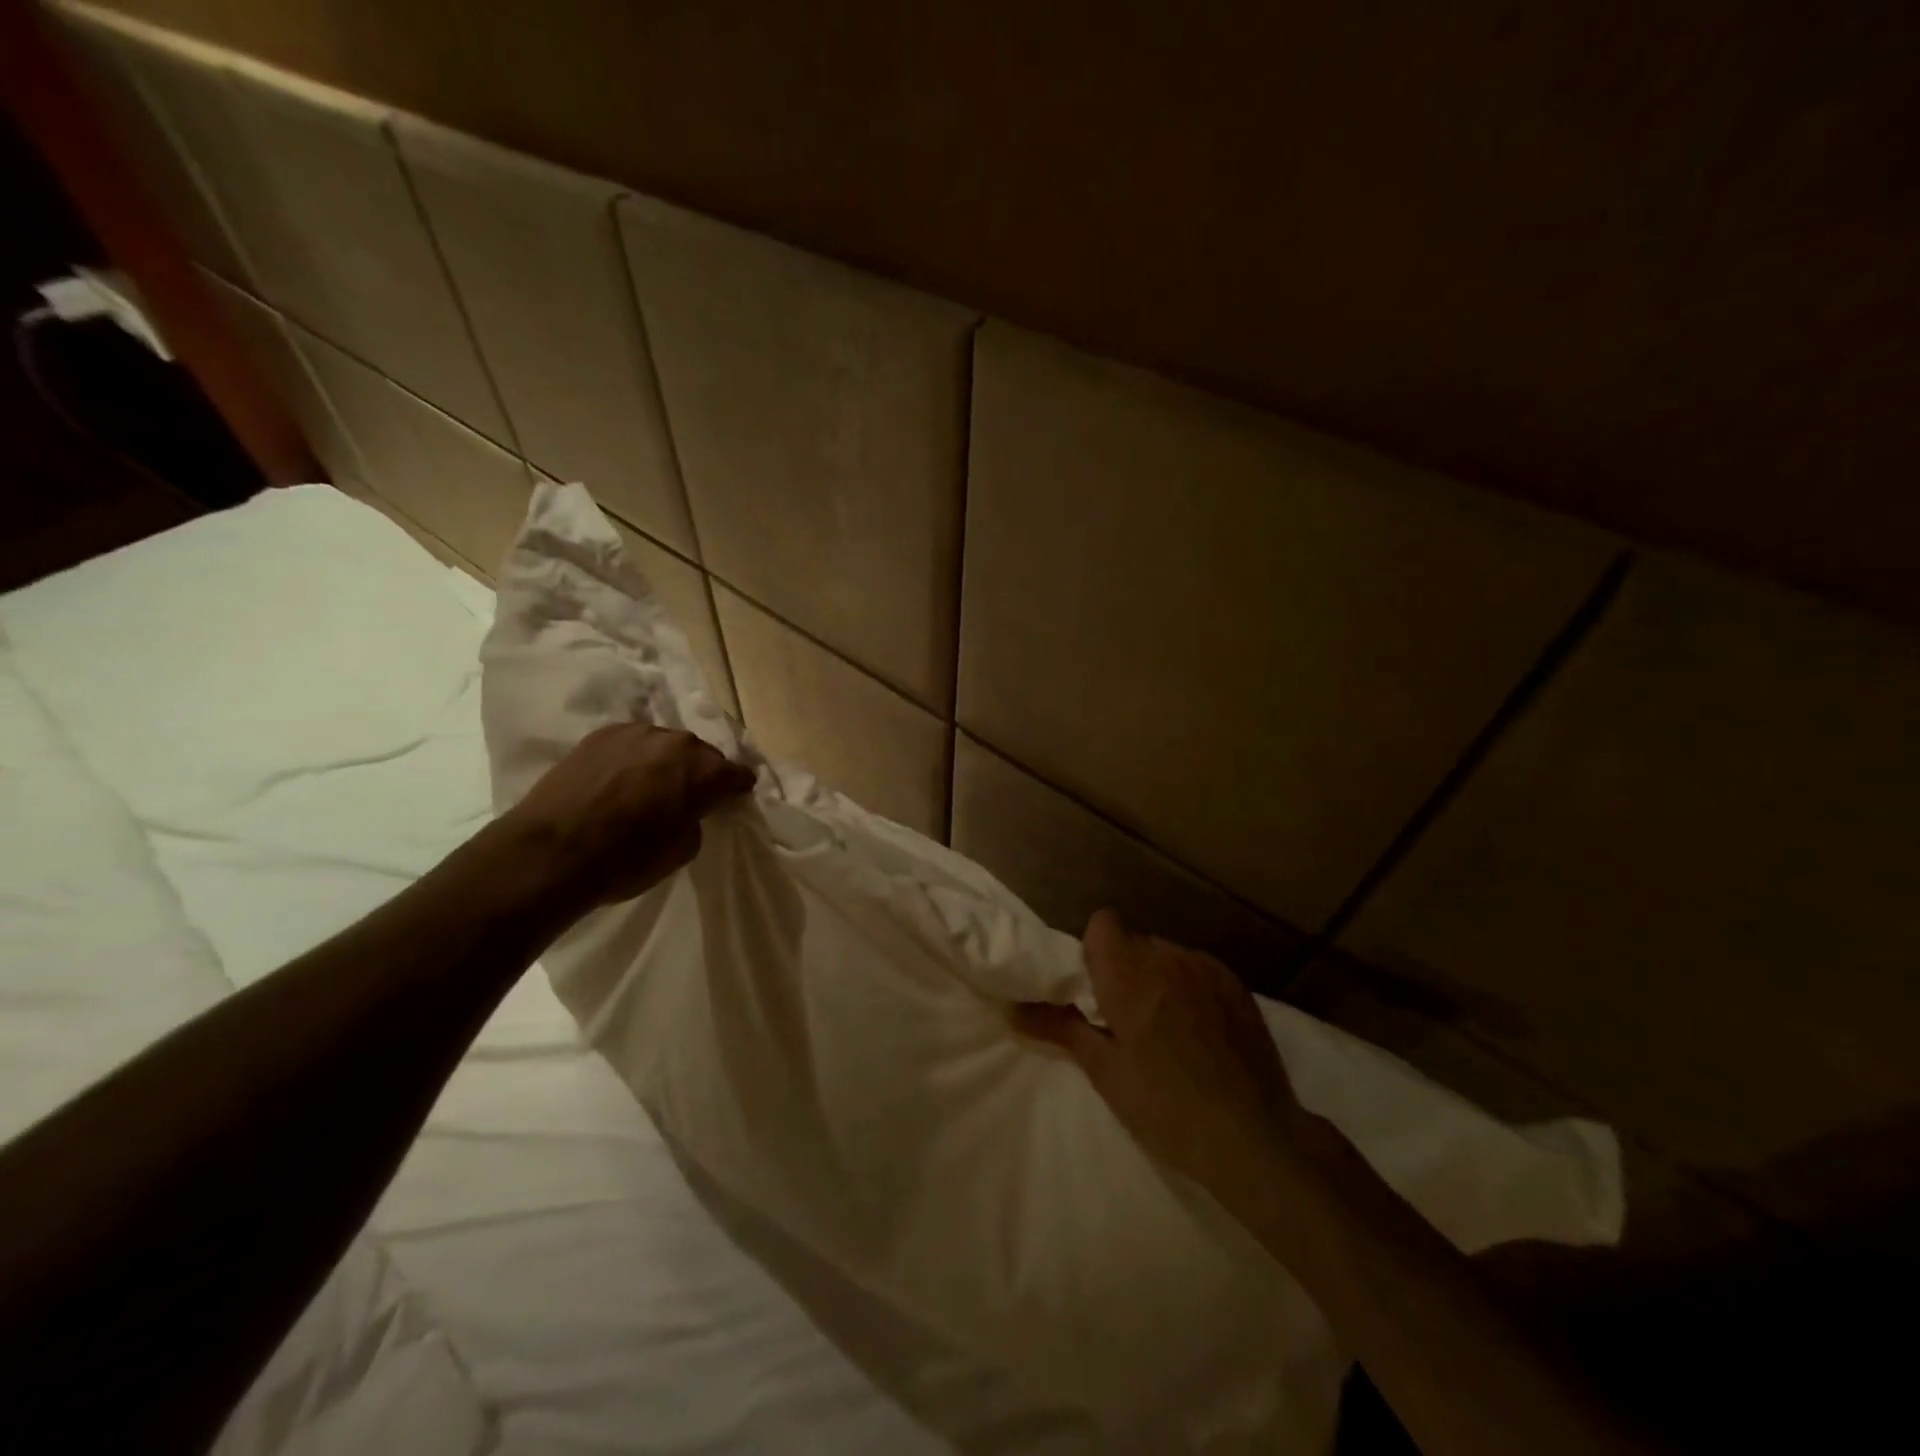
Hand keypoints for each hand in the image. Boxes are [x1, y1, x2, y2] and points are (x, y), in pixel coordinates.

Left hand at [496, 723, 754, 911]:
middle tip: (689, 794)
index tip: (734, 796)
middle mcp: (677, 742)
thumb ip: (695, 820)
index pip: (736, 774)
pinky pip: (632, 743)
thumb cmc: (625, 860)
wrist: (551, 852)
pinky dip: (633, 757)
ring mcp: (637, 733)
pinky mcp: (601, 734)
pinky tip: (620, 777)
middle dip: (700, 772)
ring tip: (650, 784)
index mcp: (705, 771)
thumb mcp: (681, 850)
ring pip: (664, 745)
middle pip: (701, 754)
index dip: (737, 787)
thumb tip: (686, 809)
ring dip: (665, 762)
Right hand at [1013, 910, 1310, 1217]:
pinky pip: (1198, 968)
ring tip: (1165, 1027)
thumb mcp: (1106, 1073)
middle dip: (1123, 968)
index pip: (1103, 922)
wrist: (1255, 1137)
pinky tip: (1199, 1031)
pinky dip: (1188, 986)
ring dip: (1157, 976)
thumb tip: (1012, 1009)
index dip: (1094, 949)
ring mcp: (1207, 968)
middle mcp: (1168, 958)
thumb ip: (1060, 1028)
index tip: (1095, 989)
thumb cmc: (1167, 1108)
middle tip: (1125, 1017)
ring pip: (1166, 954)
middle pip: (1134, 940)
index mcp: (1130, 974)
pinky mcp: (1236, 985)